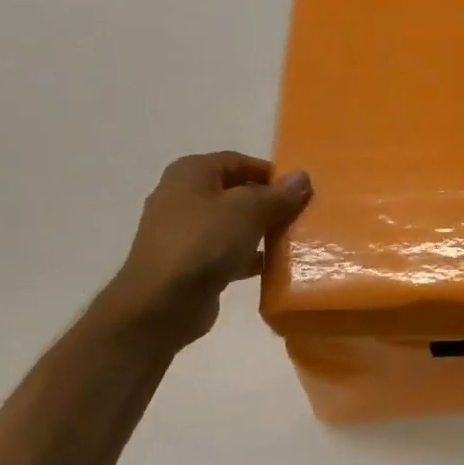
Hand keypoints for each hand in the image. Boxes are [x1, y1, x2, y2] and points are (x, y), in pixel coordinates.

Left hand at [95, 152, 311, 345]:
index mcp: (191, 173)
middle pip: (234, 192)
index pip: (238, 161)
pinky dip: (245, 256)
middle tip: (298, 216)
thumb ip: (278, 194)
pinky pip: (224, 252)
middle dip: (267, 203)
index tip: (298, 191)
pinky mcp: (187, 263)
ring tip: (289, 241)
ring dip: (259, 231)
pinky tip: (270, 267)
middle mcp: (182, 196)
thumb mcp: (249, 211)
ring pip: (230, 223)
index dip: (270, 173)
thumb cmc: (204, 242)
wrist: (161, 302)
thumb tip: (302, 177)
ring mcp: (182, 231)